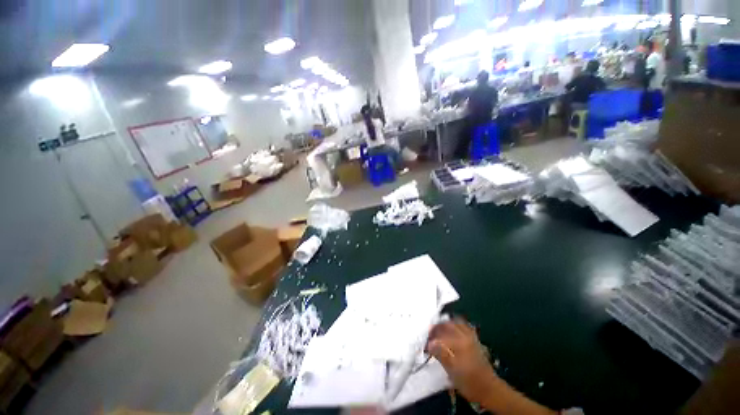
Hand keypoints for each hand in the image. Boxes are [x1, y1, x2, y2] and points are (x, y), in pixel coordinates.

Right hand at [426, 318, 497, 405]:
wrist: (489, 389)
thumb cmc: (469, 382)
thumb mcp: (452, 372)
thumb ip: (440, 355)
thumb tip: (429, 344)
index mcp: (459, 343)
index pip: (440, 336)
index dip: (430, 339)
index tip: (425, 345)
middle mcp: (465, 336)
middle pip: (447, 325)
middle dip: (436, 328)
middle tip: (429, 335)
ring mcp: (471, 336)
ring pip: (455, 322)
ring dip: (445, 324)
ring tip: (438, 331)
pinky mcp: (474, 339)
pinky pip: (463, 325)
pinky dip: (455, 325)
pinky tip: (451, 331)